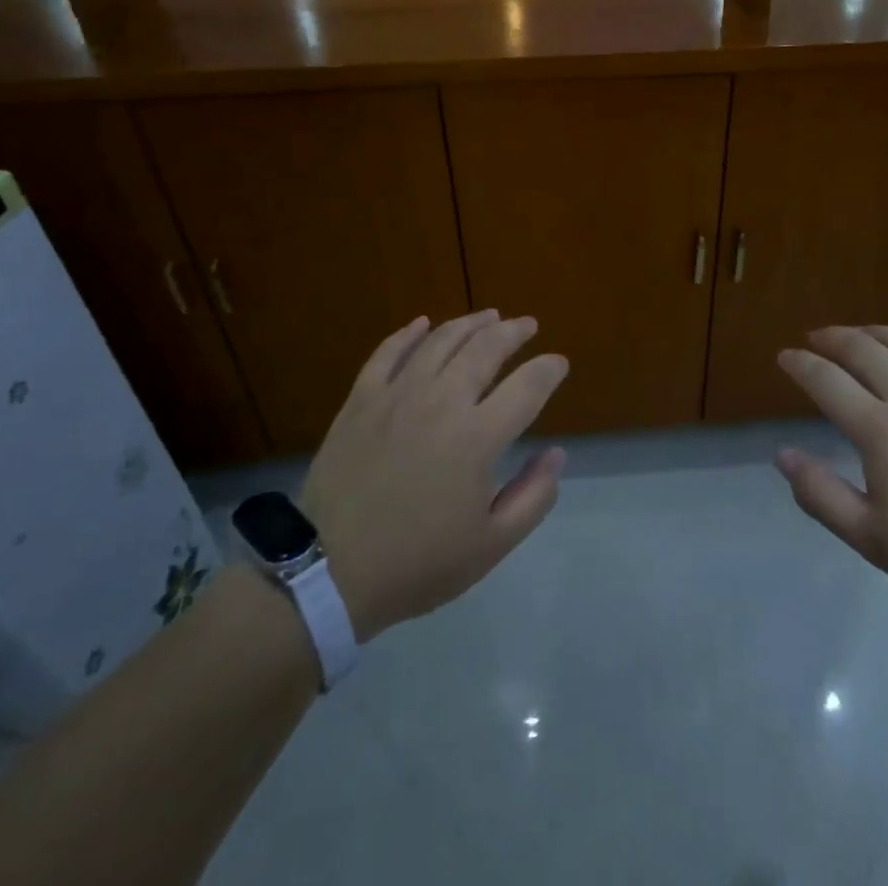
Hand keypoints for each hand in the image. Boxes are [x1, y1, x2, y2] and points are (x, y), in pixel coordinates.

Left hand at [299, 312, 568, 640]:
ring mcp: (397, 394)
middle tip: (528, 325)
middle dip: (514, 332)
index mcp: (477, 437)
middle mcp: (441, 401)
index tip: (559, 363)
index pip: (527, 386)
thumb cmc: (417, 563)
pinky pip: (388, 352)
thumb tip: (556, 453)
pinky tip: (423, 323)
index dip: (549, 369)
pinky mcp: (362, 399)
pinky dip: (409, 333)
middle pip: (486, 349)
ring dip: (471, 323)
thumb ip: (533, 496)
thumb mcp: (490, 545)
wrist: (328, 572)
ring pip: (441, 340)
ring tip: (490, 316)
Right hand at [775, 326, 887, 621]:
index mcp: (879, 430)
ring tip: (857, 334)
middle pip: (862, 348)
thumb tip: (782, 454)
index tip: (784, 356)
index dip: (799, 364)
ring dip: (873, 332)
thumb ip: (821, 495)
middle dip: (831, 338)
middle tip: (814, 339)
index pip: (826, 380)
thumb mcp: (872, 539)